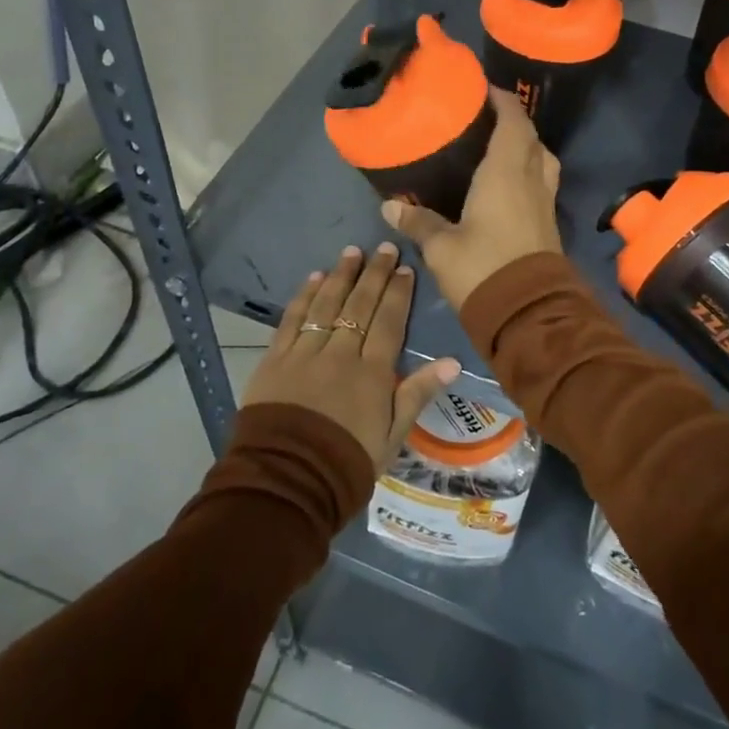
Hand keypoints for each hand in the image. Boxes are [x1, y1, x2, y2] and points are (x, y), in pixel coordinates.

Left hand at [242, 242, 460, 470]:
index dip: (398, 293)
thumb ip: (417, 394)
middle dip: (374, 274)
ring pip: (326, 305)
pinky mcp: (275, 359)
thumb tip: (452, 361)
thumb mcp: (392, 436)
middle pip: (360, 305)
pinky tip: (314, 278)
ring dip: (340, 276)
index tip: (405, 268)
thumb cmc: (347, 463)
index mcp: (372, 373)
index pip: (389, 322)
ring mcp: (305, 353)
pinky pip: (292, 320)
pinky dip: (304, 297)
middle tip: (384, 248)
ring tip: (351, 252)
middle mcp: (340, 354)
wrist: (287, 481)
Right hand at [382, 87, 562, 311]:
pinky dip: (529, 171)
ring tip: (501, 146)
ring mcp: (544, 202)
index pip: (513, 123)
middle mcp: (531, 180)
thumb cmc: (483, 269)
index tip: (485, 90)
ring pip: (543, 160)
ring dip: (528, 146)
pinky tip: (508, 183)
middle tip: (486, 117)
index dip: (503, 101)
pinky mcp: (548, 224)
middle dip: (514, 121)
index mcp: (506, 173)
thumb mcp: (442, 247)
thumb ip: (419, 222)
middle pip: (531, 138)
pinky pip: (542, 183)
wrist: (529, 314)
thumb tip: (390, 206)